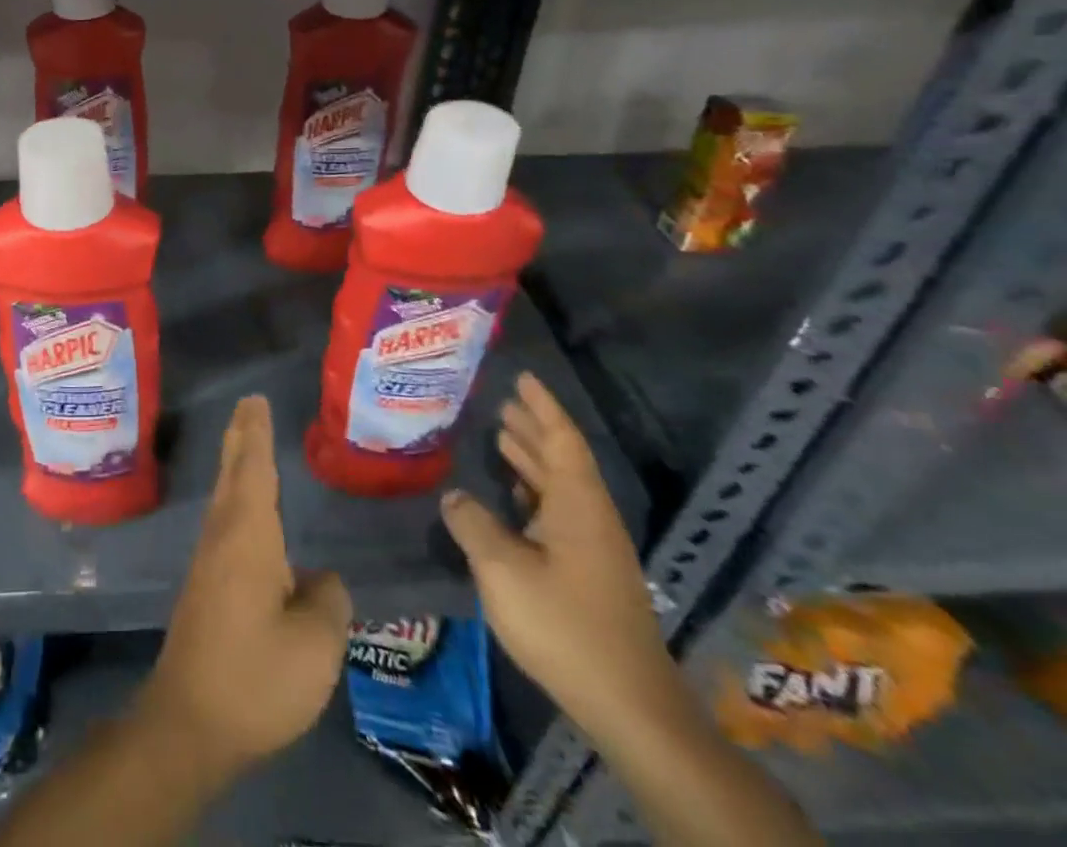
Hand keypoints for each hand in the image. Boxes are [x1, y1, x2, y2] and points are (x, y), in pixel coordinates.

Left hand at [138, 395, 352, 782]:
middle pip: (232, 473)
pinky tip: (250, 516)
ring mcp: (209, 561)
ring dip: (238, 465)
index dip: (256, 433)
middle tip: (248, 405)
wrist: (189, 722)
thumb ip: (327, 601)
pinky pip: (226, 524)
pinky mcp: (206, 587)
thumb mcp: (315, 645)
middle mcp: (223, 536)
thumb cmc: (256, 676)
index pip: (254, 468)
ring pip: (226, 497)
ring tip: (249, 443)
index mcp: (248, 535)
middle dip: (241, 437)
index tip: (256, 399)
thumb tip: (321, 581)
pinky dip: (238, 499)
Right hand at [439, 373, 676, 735]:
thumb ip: (473, 524)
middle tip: (502, 402)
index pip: (561, 440)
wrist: (630, 706)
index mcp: (578, 505)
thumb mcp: (503, 570)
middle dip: (533, 429)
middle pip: (563, 459)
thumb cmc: (565, 625)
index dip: (542, 407)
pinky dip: (535, 492)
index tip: (522, 378)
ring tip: (502, 436)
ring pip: (561, 487)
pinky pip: (560, 513)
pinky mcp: (591, 574)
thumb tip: (454, 495)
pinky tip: (514, 498)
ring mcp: (595, 548)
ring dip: (533, 460)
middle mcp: (591, 518)